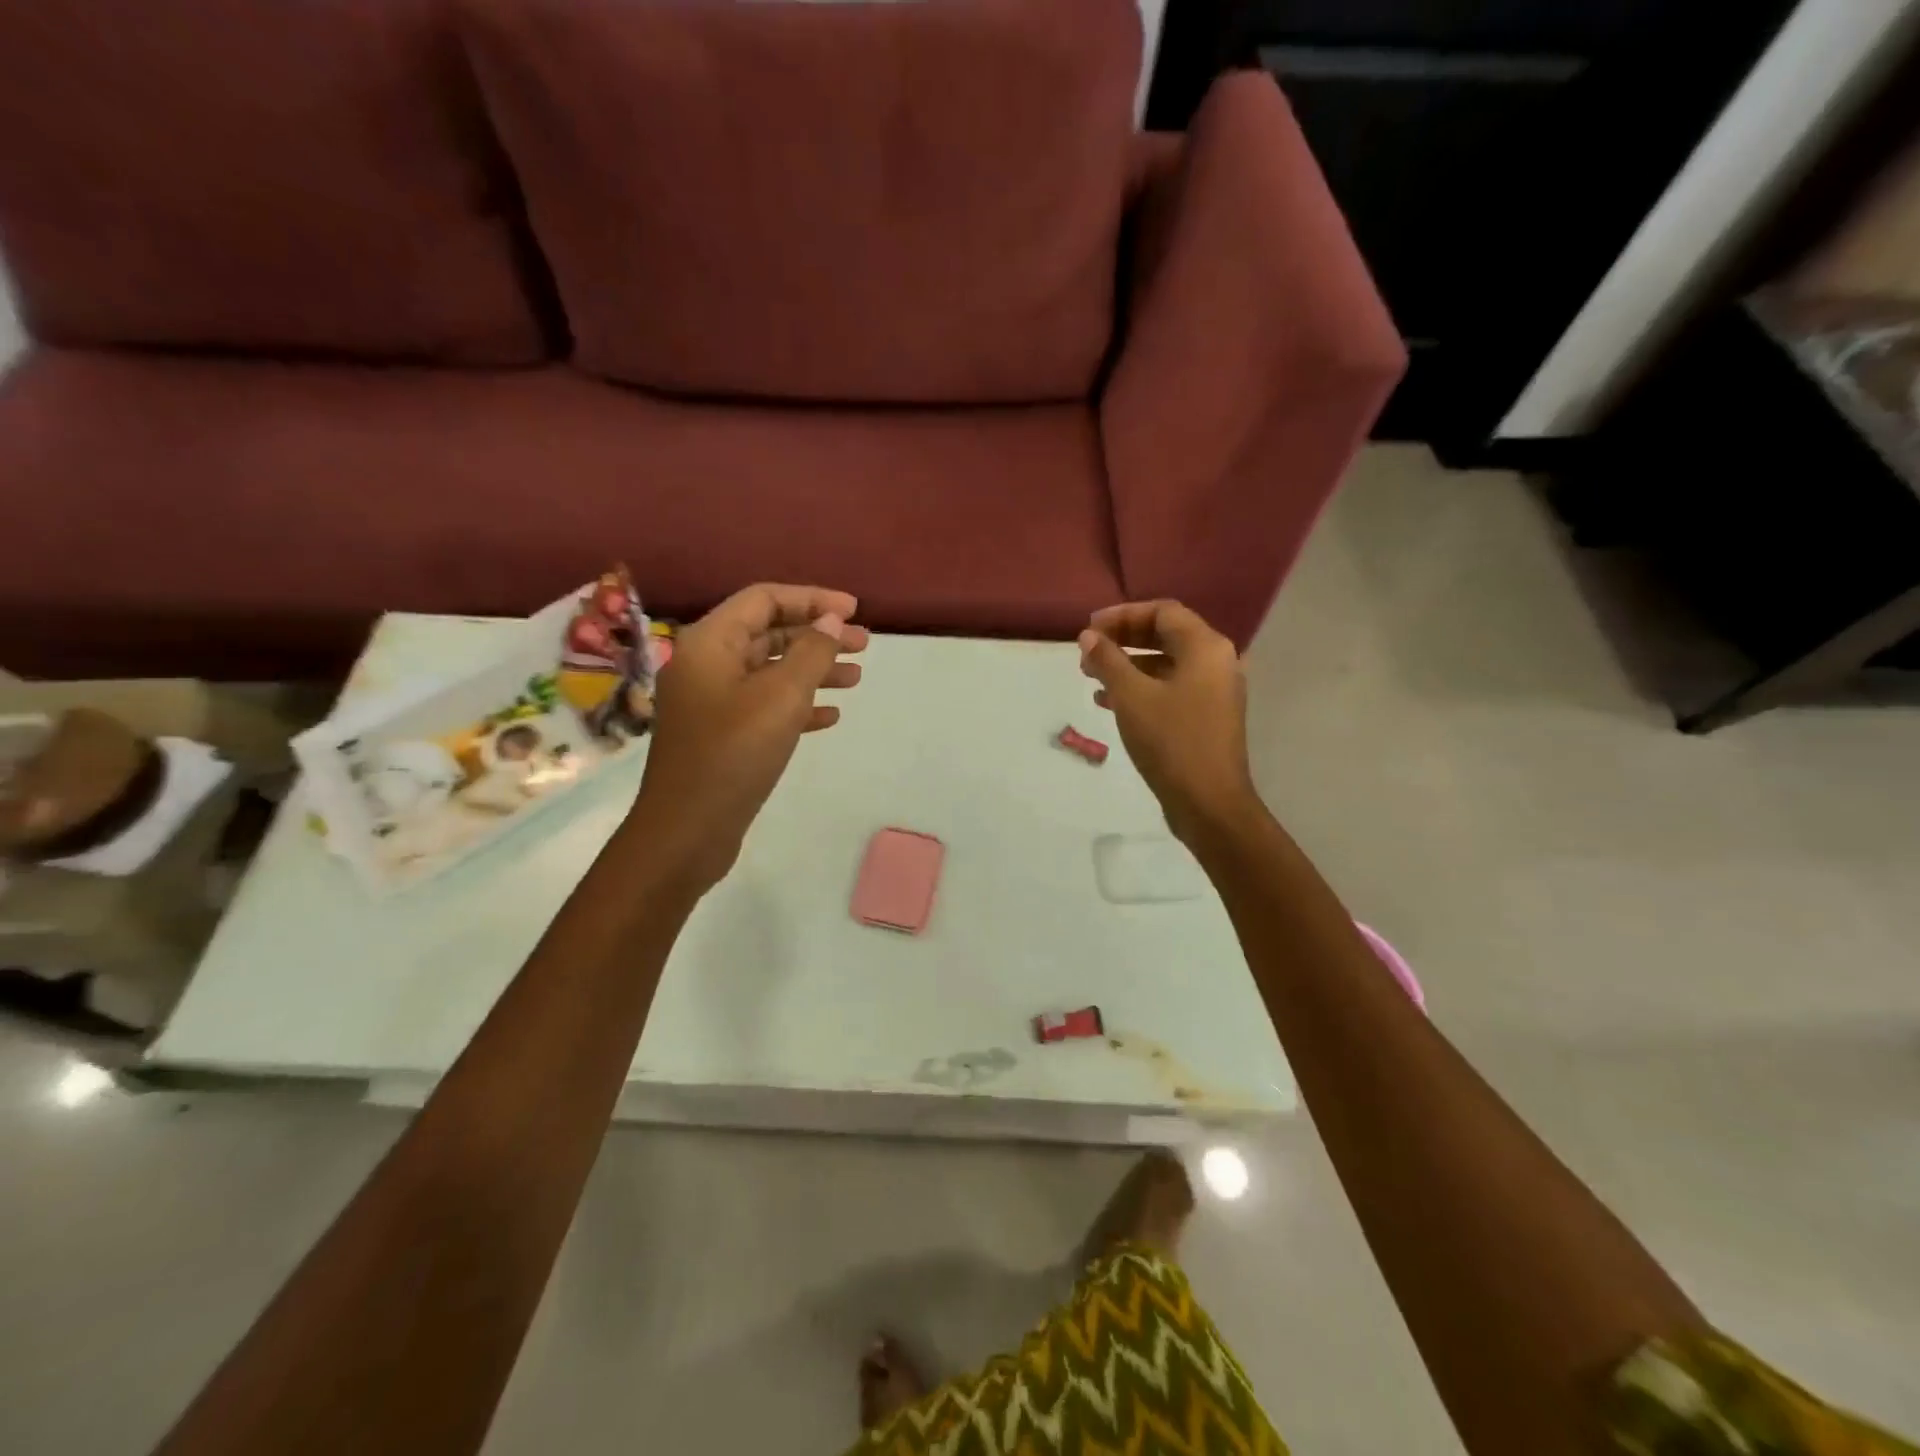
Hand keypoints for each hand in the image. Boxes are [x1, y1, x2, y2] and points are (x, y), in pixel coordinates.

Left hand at [634, 584, 866, 887]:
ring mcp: (711, 701)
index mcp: (710, 643)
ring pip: (770, 671)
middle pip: (768, 633)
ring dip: (813, 671)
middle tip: (864, 647)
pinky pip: (764, 705)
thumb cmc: (734, 754)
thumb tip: (829, 621)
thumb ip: (811, 653)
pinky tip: (831, 716)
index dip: (812, 599)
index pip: (764, 600)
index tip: (854, 611)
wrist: (686, 831)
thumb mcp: (781, 697)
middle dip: (817, 636)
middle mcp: (706, 664)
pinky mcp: (721, 734)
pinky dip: (798, 704)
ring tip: (856, 679)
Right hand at [1077, 601, 1258, 845]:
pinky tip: (1109, 702)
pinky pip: (1171, 688)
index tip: (1089, 629)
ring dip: (1128, 665)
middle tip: (1088, 652)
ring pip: (1166, 664)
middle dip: (1123, 640)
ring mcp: (1215, 691)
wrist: (1209, 803)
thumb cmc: (1171, 742)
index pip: (1163, 611)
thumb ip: (1108, 660)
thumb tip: (1089, 636)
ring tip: (1091, 677)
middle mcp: (1217, 662)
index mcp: (1206, 647)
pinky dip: (1142, 688)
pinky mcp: (1208, 717)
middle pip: (1166, 635)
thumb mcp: (1131, 697)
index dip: (1122, 615)